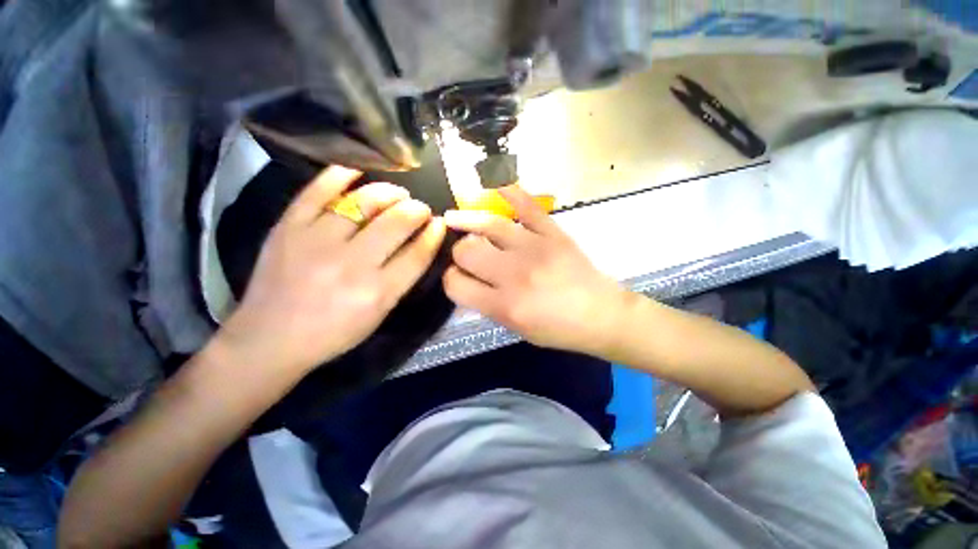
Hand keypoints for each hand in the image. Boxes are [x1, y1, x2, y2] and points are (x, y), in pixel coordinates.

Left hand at [219, 166, 445, 374]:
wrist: (269, 337)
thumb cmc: (333, 332)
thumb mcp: (378, 314)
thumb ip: (401, 279)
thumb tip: (420, 244)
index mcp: (377, 291)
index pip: (417, 253)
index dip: (434, 234)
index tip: (440, 223)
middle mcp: (351, 264)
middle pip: (397, 223)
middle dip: (417, 210)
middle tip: (421, 208)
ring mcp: (317, 241)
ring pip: (364, 201)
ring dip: (390, 192)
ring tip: (398, 193)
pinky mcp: (289, 227)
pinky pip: (318, 190)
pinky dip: (341, 175)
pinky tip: (358, 172)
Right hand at [443, 186, 625, 354]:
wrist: (601, 315)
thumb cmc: (558, 329)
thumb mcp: (516, 329)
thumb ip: (487, 305)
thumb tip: (466, 280)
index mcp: (504, 305)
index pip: (456, 284)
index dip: (450, 279)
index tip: (457, 277)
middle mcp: (514, 274)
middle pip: (467, 251)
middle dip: (458, 253)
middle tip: (465, 254)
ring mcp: (535, 248)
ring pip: (489, 225)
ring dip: (467, 221)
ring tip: (452, 218)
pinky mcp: (553, 233)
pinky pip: (527, 206)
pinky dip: (509, 191)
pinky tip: (492, 182)